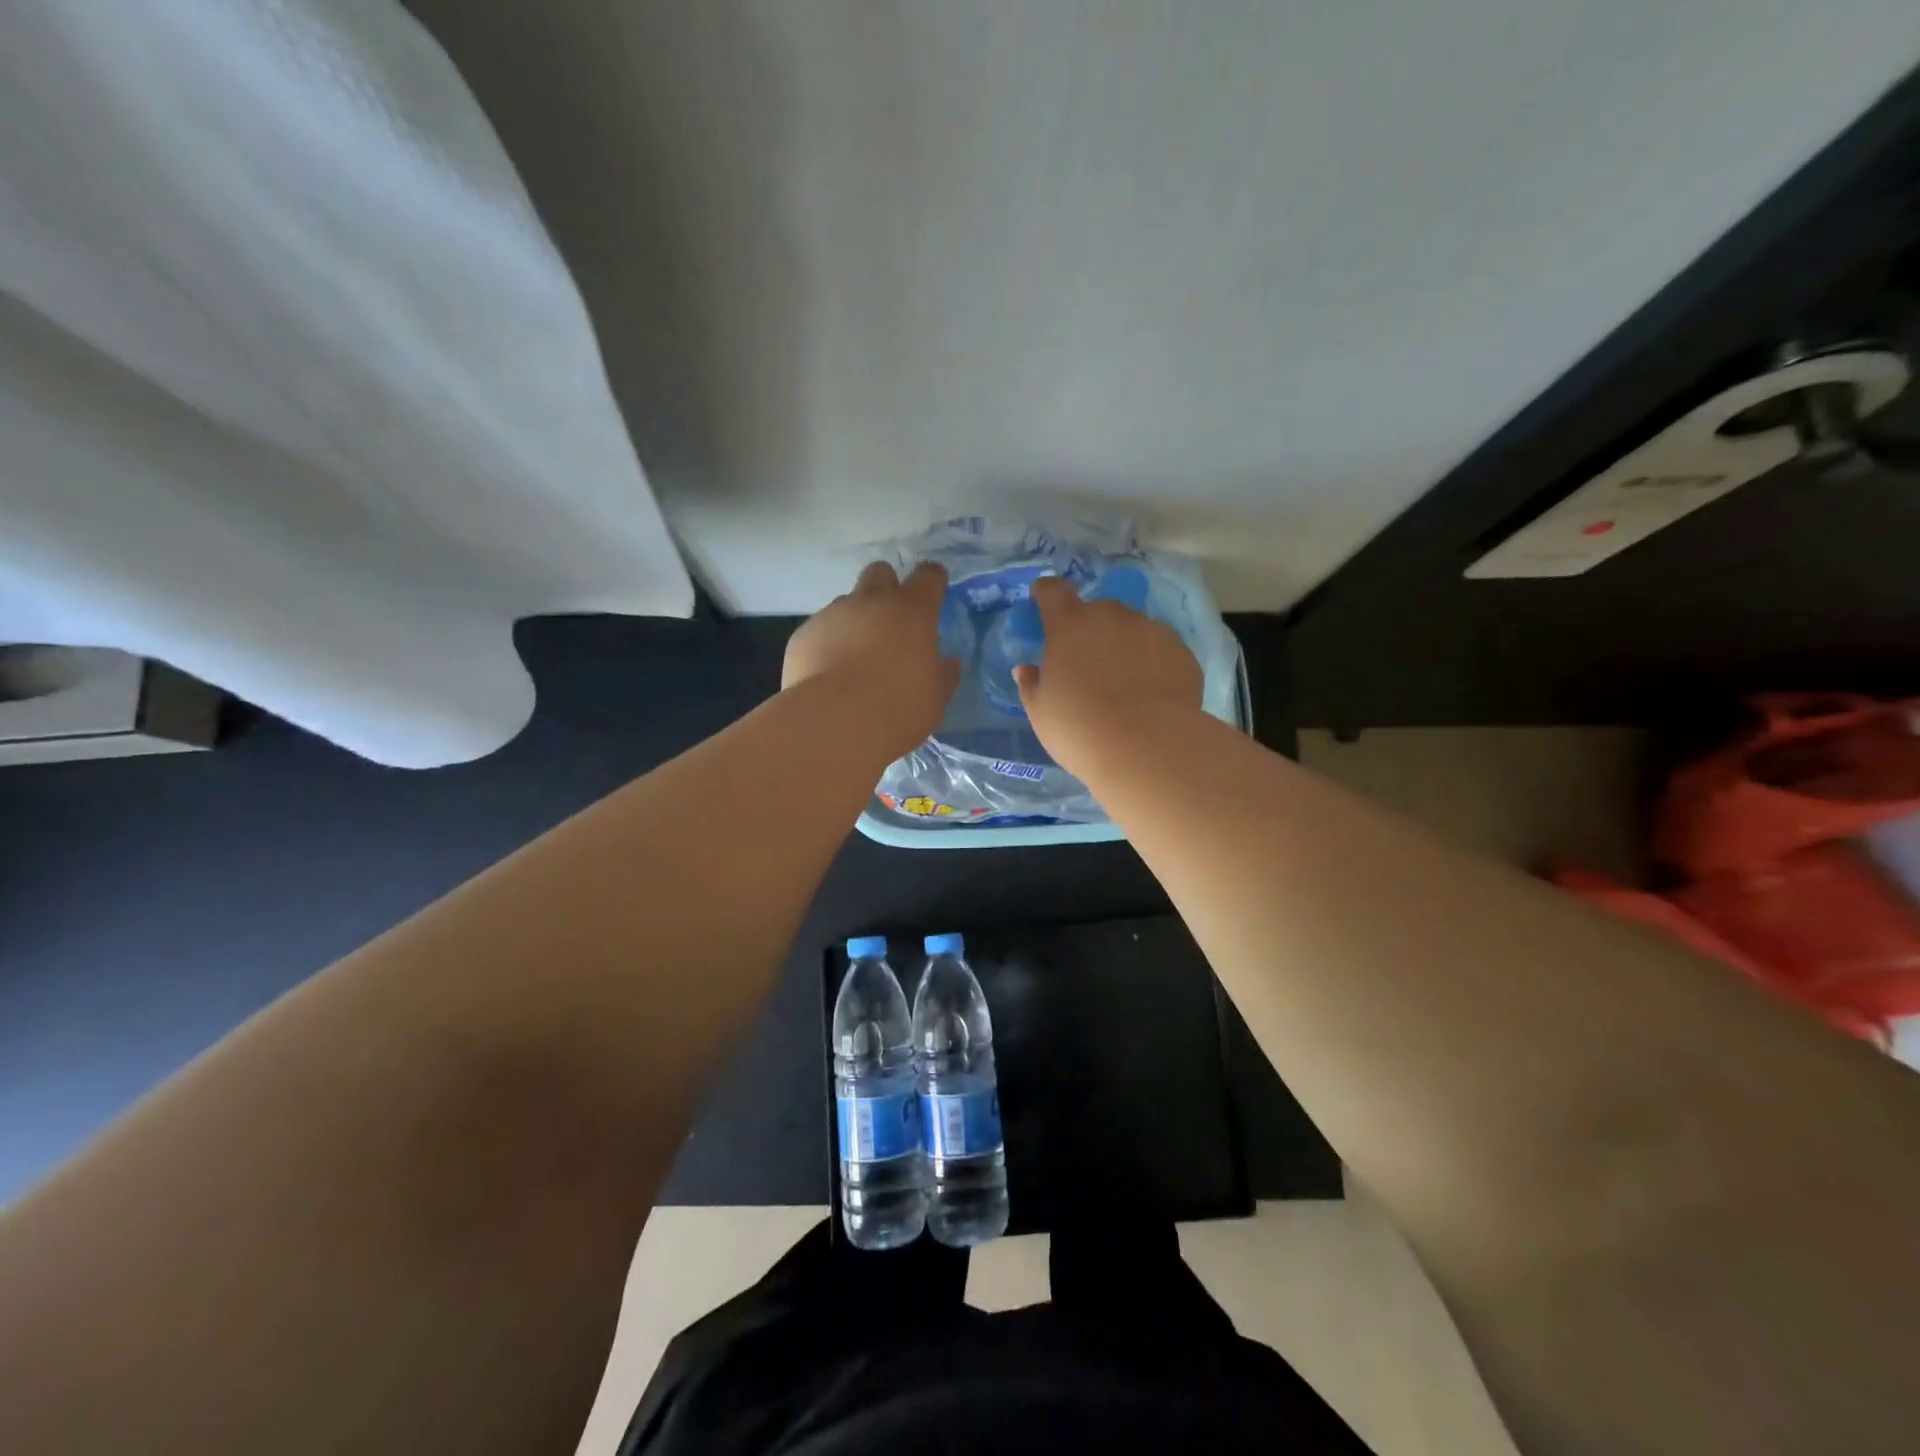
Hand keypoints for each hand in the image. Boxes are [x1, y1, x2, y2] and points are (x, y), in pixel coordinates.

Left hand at [783, 561, 958, 758]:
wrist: (834, 723)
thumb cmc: (898, 708)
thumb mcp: (935, 697)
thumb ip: (943, 674)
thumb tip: (947, 662)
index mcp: (912, 611)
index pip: (928, 576)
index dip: (933, 580)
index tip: (935, 590)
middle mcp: (871, 602)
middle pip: (880, 572)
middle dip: (887, 587)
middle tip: (891, 620)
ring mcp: (832, 615)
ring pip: (847, 603)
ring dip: (855, 621)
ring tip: (855, 658)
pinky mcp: (803, 635)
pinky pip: (820, 631)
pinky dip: (828, 645)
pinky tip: (828, 675)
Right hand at [1014, 575, 1202, 775]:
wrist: (1148, 747)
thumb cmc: (1080, 728)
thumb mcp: (1042, 712)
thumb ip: (1032, 684)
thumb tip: (1027, 670)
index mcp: (1069, 625)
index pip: (1053, 592)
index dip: (1046, 594)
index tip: (1042, 600)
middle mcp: (1112, 617)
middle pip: (1097, 610)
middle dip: (1089, 628)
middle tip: (1086, 661)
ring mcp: (1151, 630)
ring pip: (1132, 628)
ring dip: (1123, 645)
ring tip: (1123, 682)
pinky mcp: (1181, 651)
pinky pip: (1159, 650)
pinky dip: (1151, 663)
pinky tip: (1150, 694)